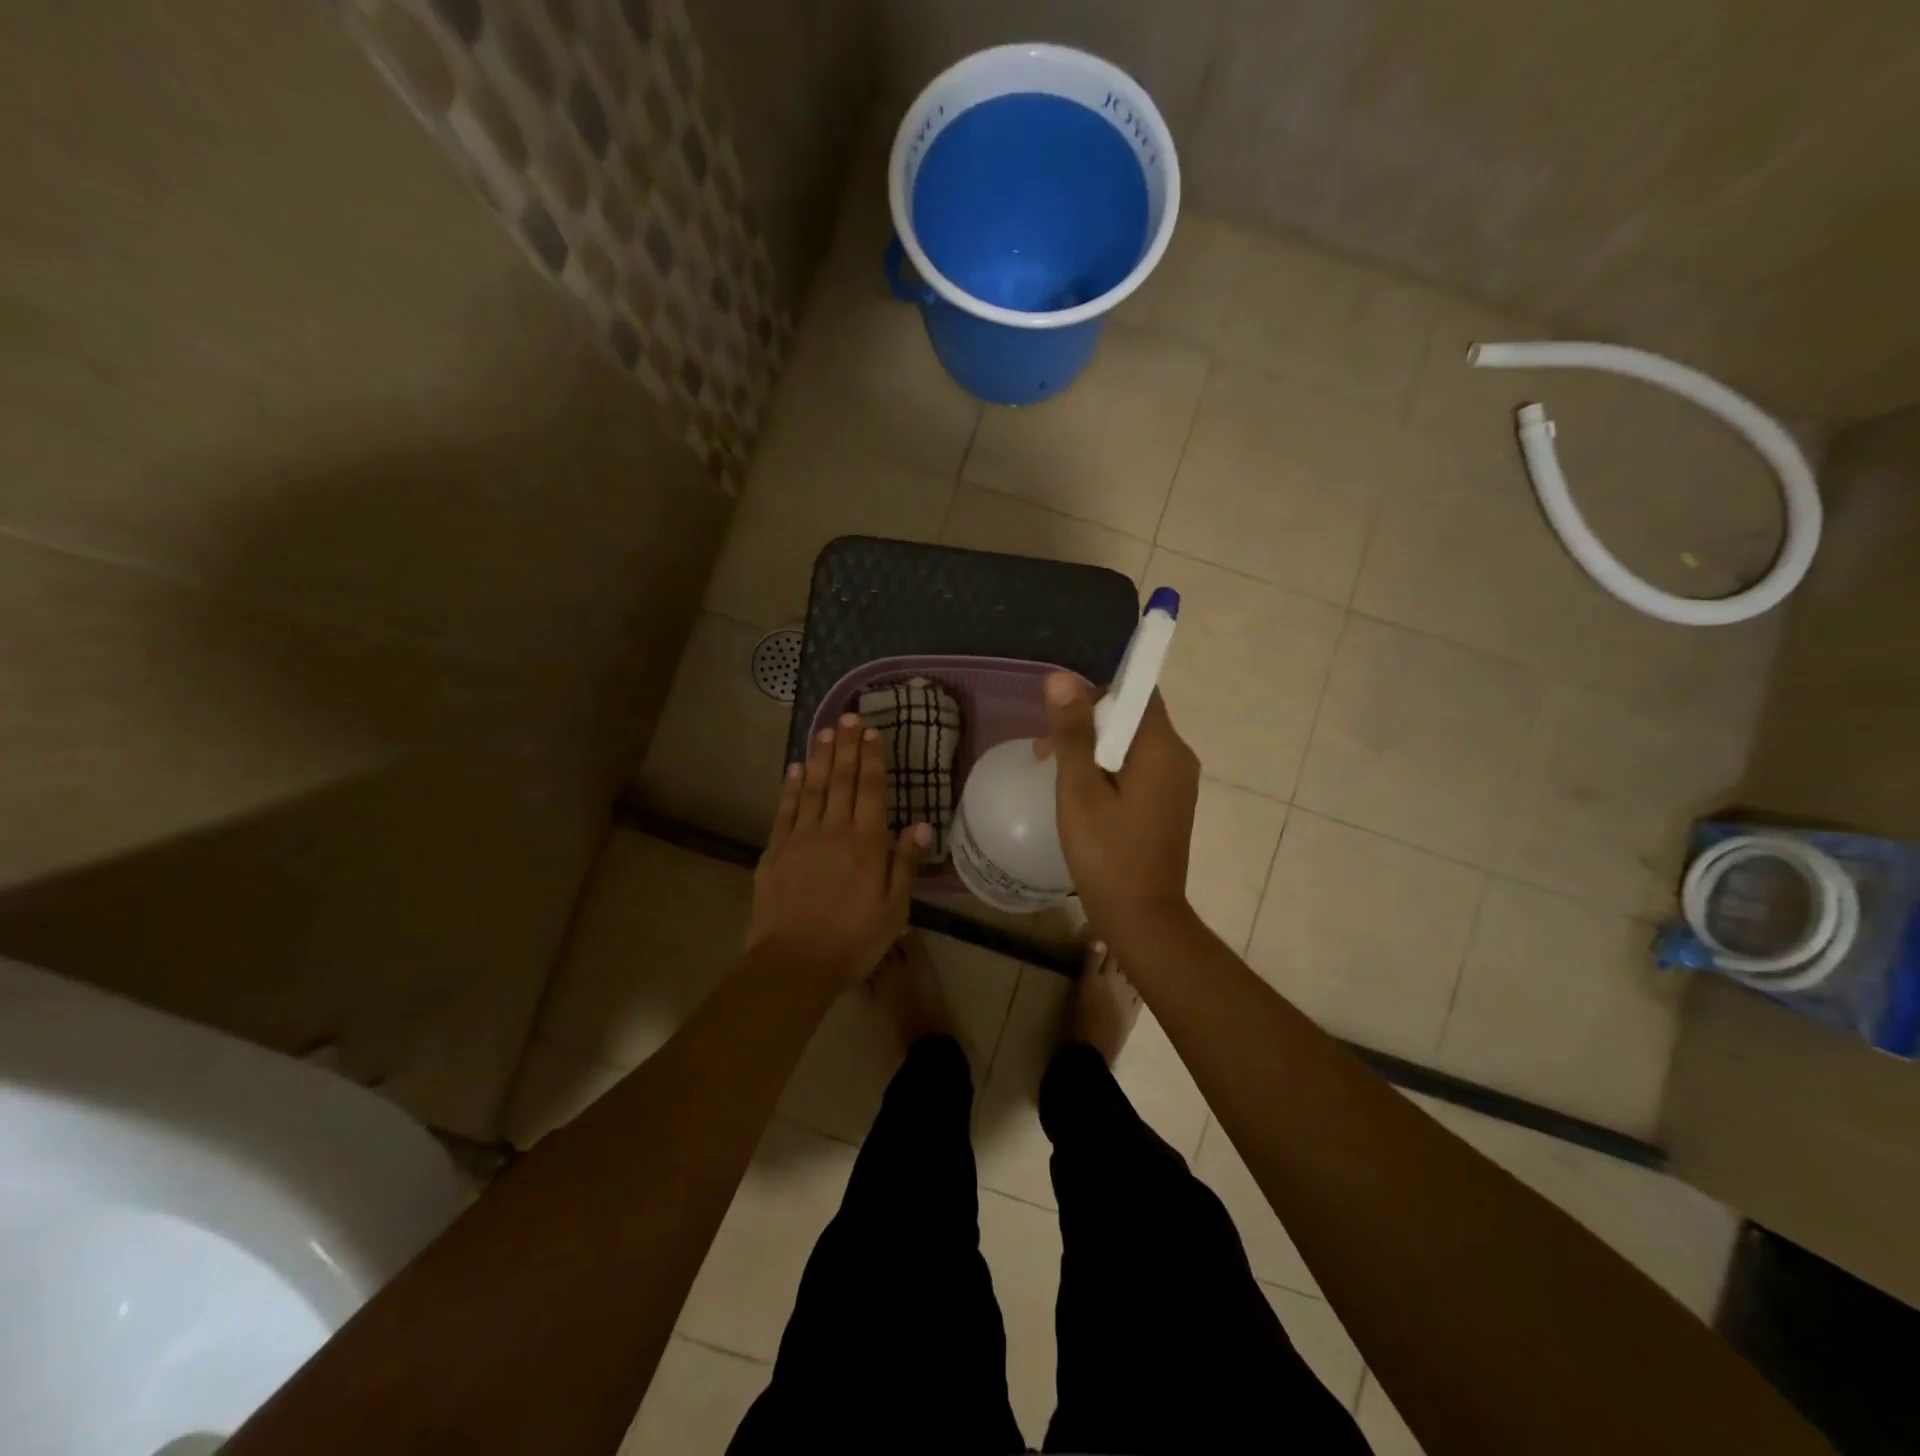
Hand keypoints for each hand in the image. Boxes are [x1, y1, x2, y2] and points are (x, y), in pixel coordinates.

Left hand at [747, 713, 930, 983]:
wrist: (794, 964)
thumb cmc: (853, 940)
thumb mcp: (894, 909)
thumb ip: (905, 863)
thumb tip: (922, 824)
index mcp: (866, 843)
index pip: (870, 790)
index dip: (871, 758)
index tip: (871, 731)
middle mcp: (833, 831)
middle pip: (840, 779)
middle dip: (846, 746)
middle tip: (848, 715)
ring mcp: (800, 838)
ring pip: (812, 787)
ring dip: (819, 757)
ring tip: (824, 730)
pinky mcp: (775, 851)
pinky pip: (785, 810)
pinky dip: (790, 787)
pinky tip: (794, 769)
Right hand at [1041, 673, 1199, 939]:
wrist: (1142, 918)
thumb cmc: (1107, 853)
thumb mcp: (1080, 789)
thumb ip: (1072, 732)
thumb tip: (1062, 678)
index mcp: (1162, 747)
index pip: (1137, 690)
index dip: (1096, 690)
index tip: (1060, 710)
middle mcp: (1178, 757)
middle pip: (1132, 716)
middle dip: (1087, 722)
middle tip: (1045, 748)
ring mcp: (1176, 782)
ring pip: (1131, 743)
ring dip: (1093, 747)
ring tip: (1053, 769)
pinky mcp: (1168, 802)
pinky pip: (1137, 767)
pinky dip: (1107, 768)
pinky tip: (1080, 791)